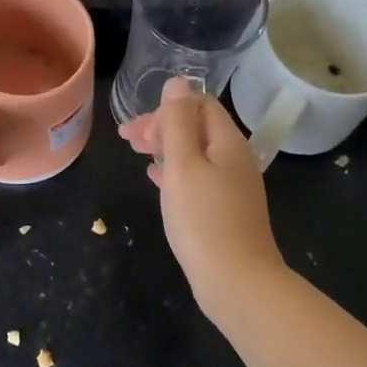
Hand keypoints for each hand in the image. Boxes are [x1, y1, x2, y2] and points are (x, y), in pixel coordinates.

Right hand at [118, 77, 285, 318]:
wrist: (238, 284)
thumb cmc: (204, 220)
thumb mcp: (183, 165)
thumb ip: (178, 122)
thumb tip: (178, 82)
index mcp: (228, 142)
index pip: (200, 104)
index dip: (166, 108)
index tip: (136, 128)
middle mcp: (235, 159)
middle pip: (197, 127)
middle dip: (162, 127)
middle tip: (128, 140)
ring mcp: (233, 187)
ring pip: (196, 154)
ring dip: (165, 148)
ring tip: (137, 155)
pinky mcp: (226, 211)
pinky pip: (198, 178)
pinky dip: (175, 172)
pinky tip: (156, 180)